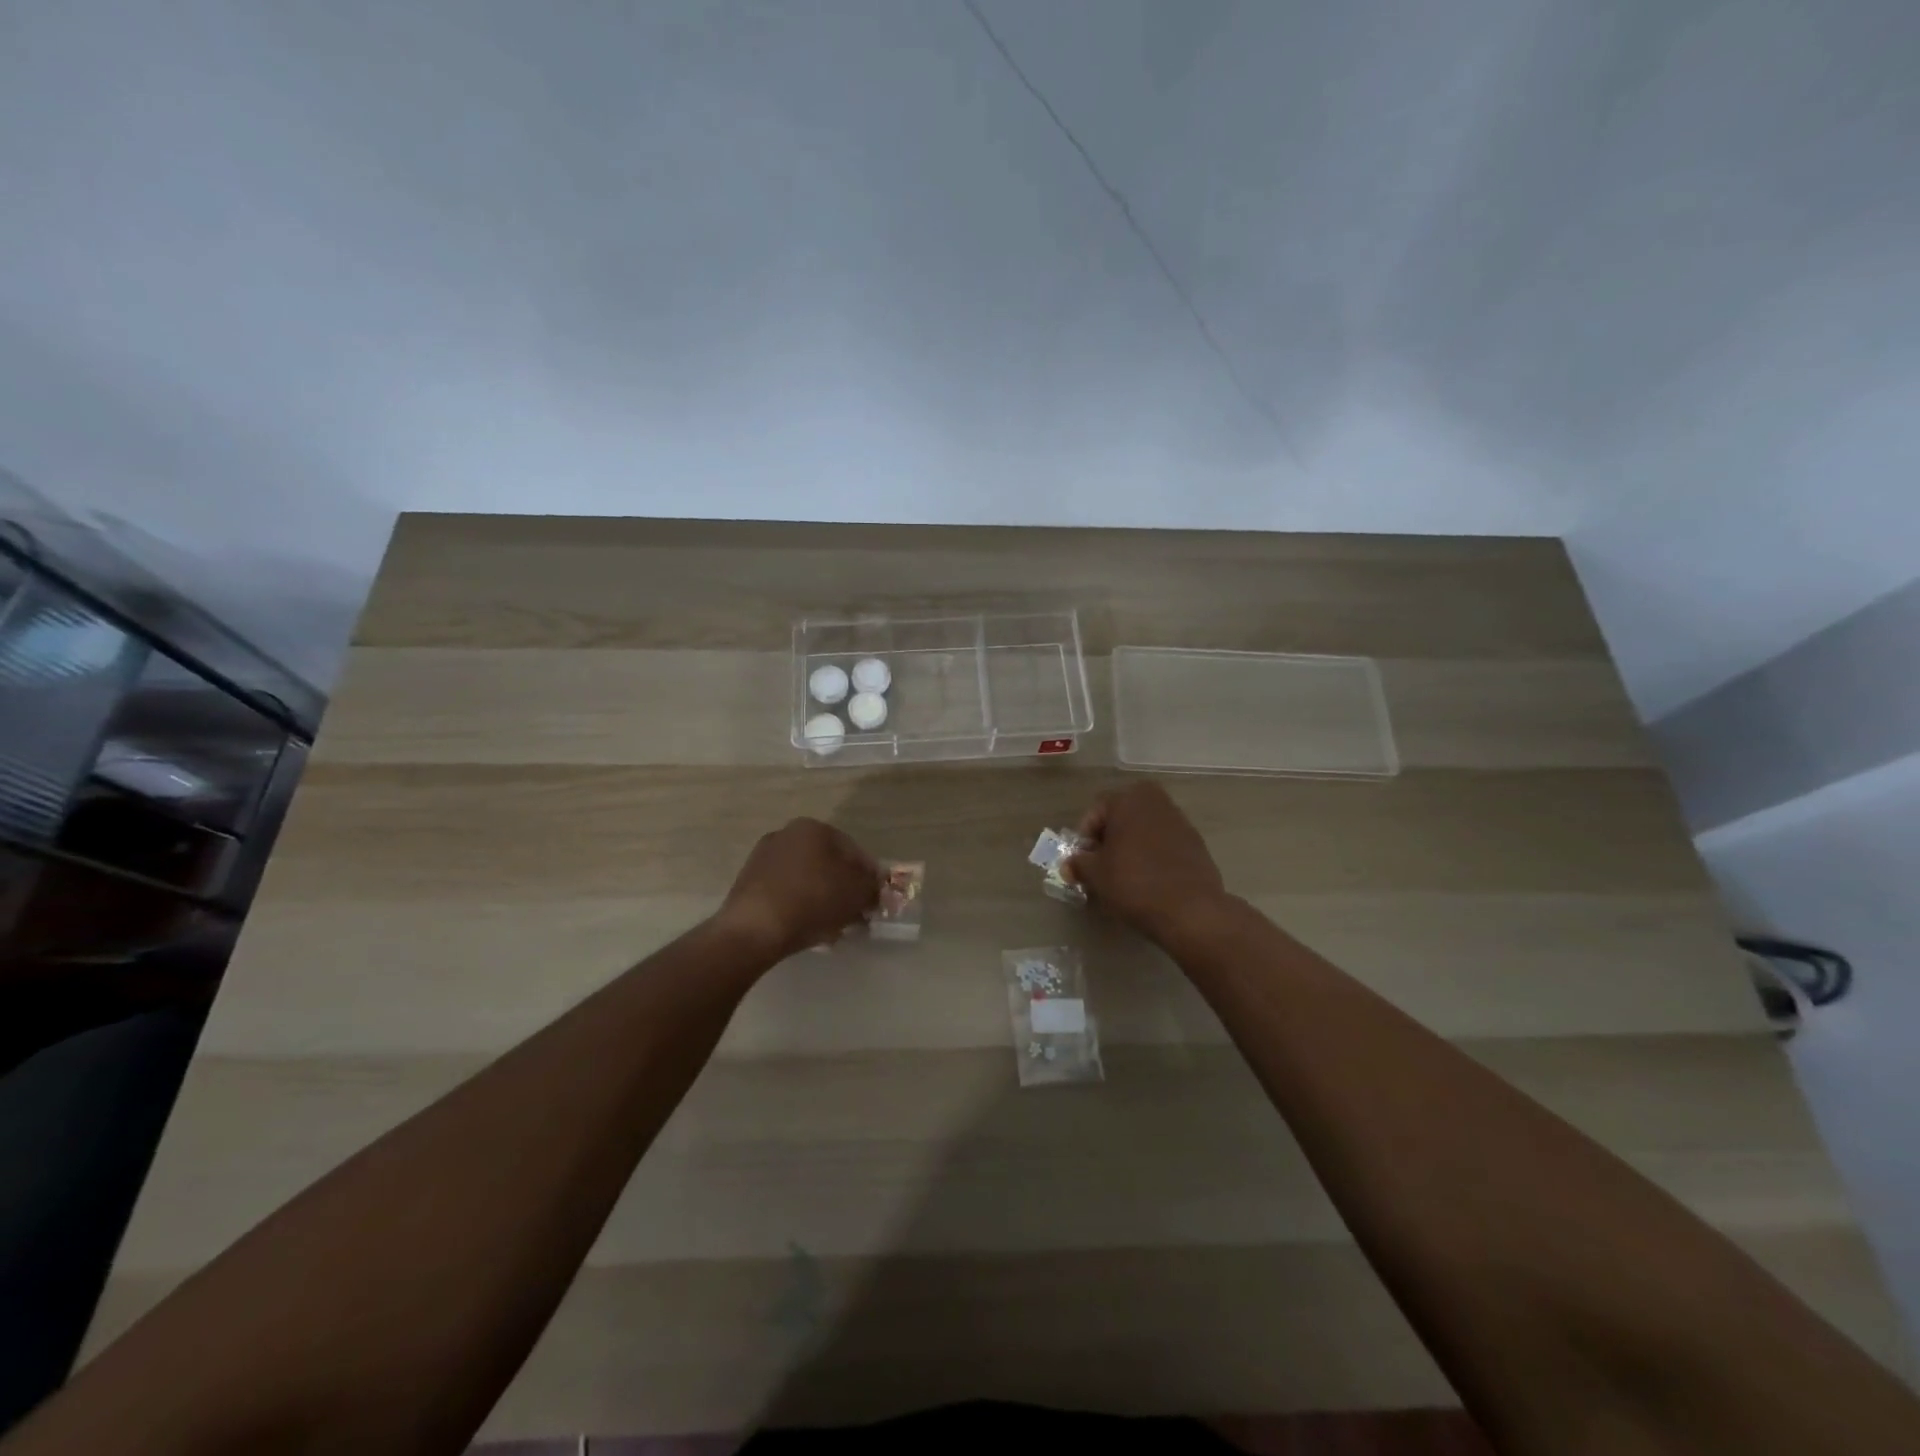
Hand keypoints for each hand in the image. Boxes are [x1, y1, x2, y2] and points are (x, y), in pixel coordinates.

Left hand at [716, 818, 880, 960]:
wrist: (754, 929)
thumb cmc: (813, 901)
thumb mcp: (857, 893)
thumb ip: (872, 886)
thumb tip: (873, 887)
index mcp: (814, 828)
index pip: (854, 851)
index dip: (869, 877)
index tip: (874, 901)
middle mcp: (787, 834)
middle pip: (828, 864)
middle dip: (844, 889)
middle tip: (854, 914)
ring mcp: (763, 858)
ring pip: (807, 879)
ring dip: (823, 899)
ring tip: (832, 927)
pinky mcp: (748, 883)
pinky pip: (785, 892)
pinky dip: (799, 906)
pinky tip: (807, 929)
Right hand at [1066, 783, 1230, 943]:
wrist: (1190, 910)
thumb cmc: (1134, 882)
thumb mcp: (1095, 875)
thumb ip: (1078, 864)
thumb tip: (1069, 865)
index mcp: (1129, 799)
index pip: (1095, 813)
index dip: (1084, 838)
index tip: (1082, 862)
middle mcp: (1157, 802)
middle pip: (1122, 818)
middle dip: (1109, 839)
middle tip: (1101, 866)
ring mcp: (1181, 822)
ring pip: (1144, 831)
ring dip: (1131, 847)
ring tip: (1124, 876)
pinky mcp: (1196, 844)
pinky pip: (1165, 845)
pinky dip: (1153, 857)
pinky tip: (1149, 881)